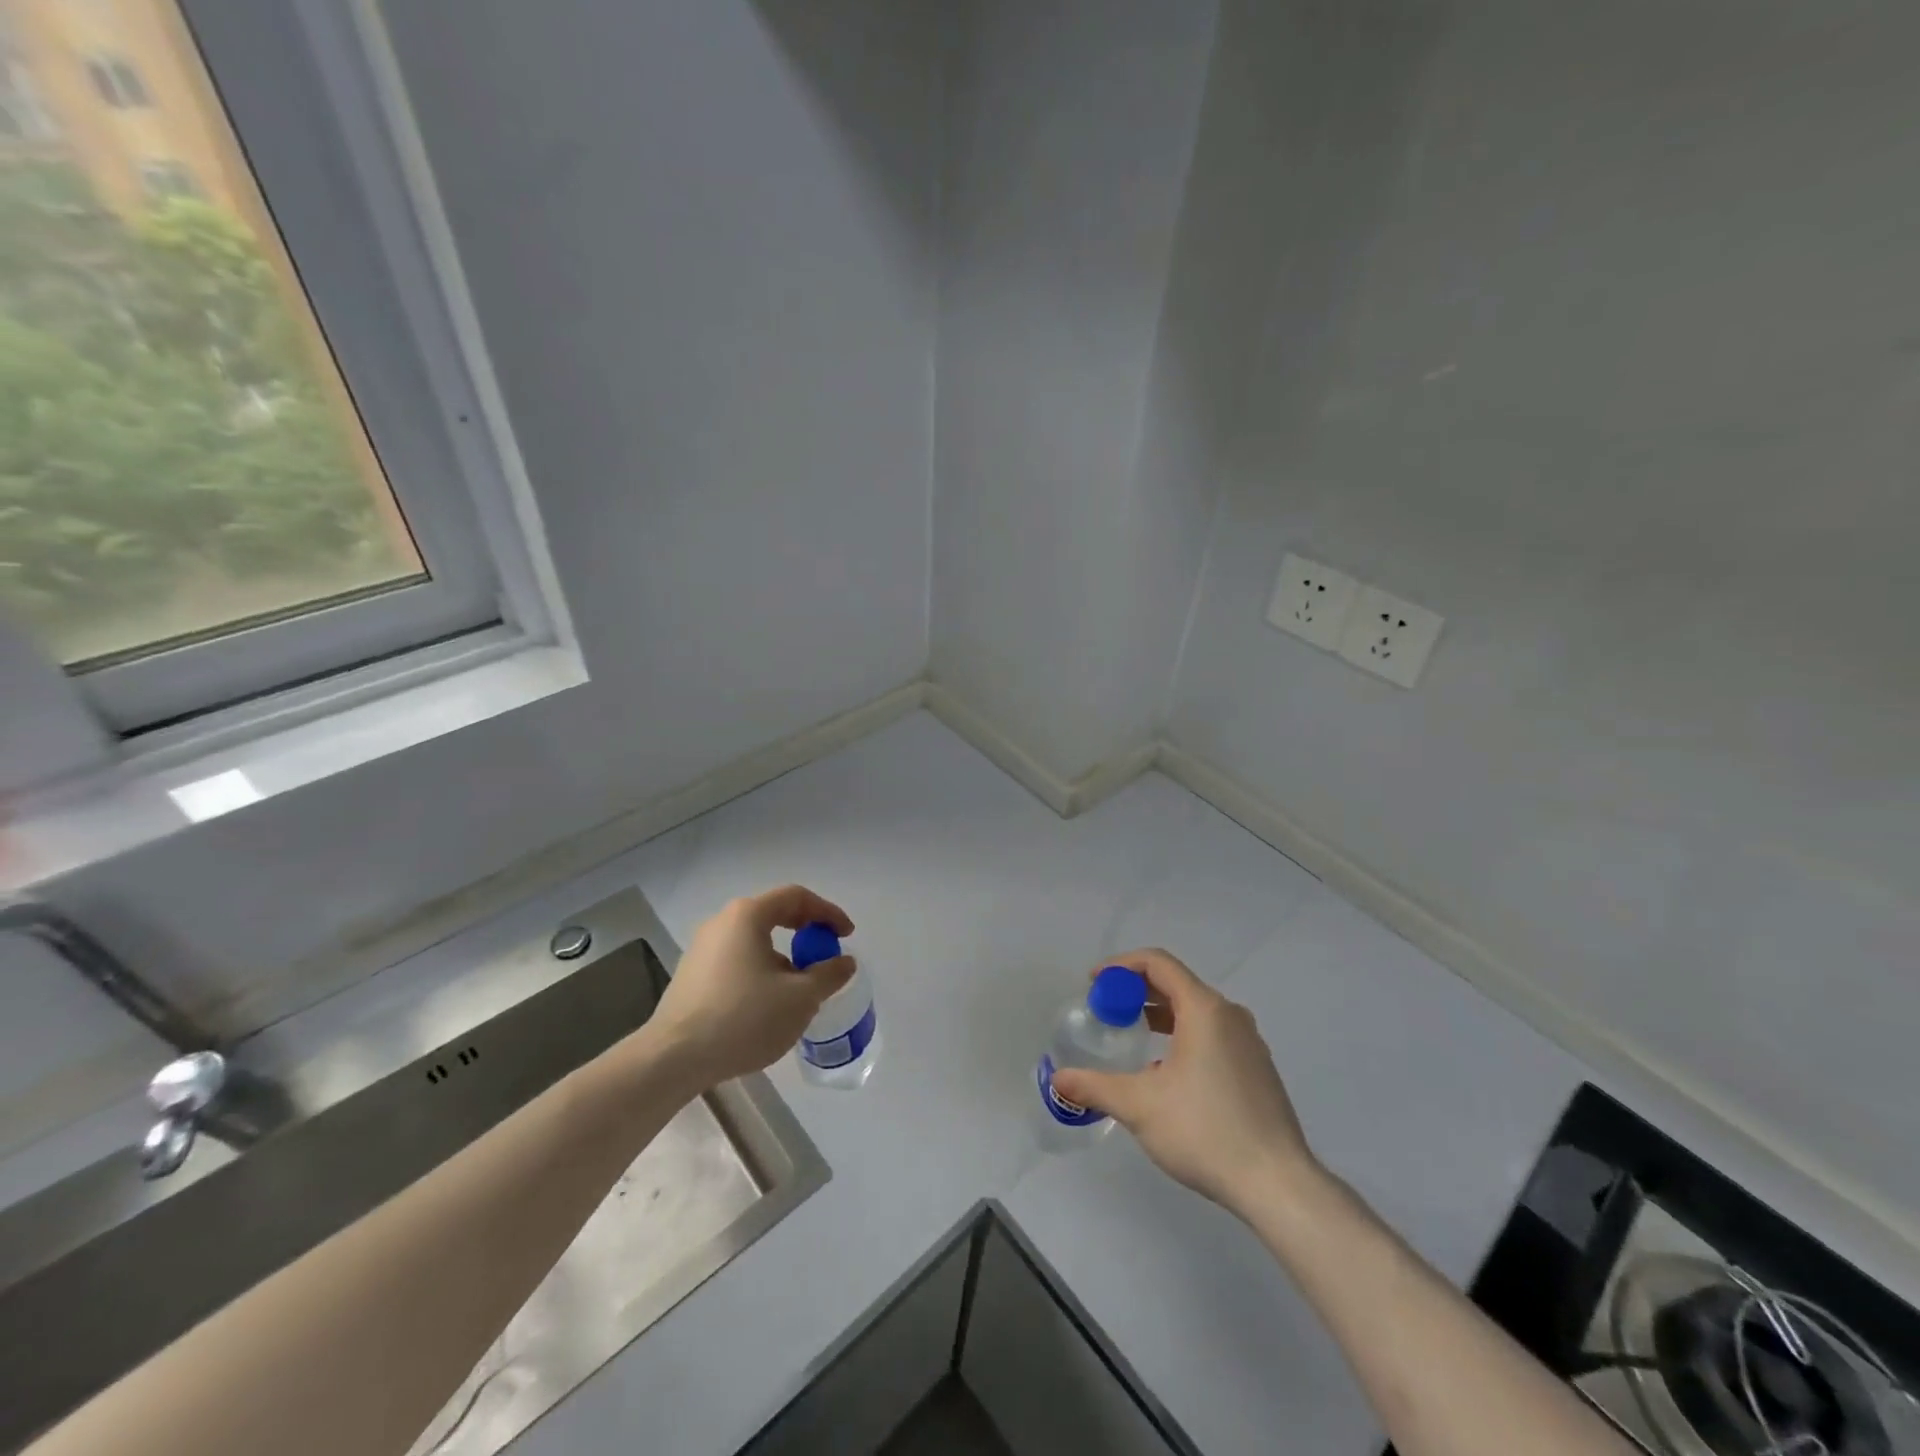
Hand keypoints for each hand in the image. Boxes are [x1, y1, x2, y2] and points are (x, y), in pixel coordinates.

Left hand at [646, 885, 855, 1088]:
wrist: (673, 1058)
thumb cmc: (744, 1018)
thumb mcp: (800, 998)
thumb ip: (828, 975)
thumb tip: (845, 962)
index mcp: (748, 916)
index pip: (796, 897)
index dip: (828, 912)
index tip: (846, 935)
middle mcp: (722, 922)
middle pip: (773, 914)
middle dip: (806, 932)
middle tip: (826, 952)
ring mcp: (702, 949)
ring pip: (754, 940)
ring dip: (784, 955)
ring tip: (800, 985)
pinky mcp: (691, 975)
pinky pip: (737, 960)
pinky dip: (761, 970)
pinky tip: (768, 1003)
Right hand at [1050, 949, 1319, 1217]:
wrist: (1279, 1185)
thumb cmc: (1206, 1132)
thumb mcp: (1140, 1106)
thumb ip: (1095, 1087)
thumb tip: (1058, 1079)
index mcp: (1204, 1009)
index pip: (1157, 963)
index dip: (1120, 966)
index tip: (1093, 983)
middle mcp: (1230, 1015)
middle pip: (1176, 983)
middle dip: (1135, 991)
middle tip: (1105, 1009)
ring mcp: (1248, 1042)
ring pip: (1195, 1011)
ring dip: (1159, 1014)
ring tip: (1131, 1035)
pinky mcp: (1257, 1069)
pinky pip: (1212, 1033)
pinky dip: (1182, 1035)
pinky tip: (1165, 1071)